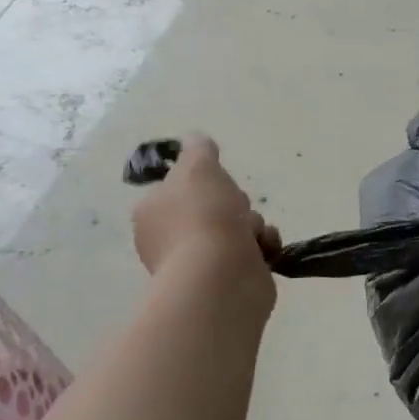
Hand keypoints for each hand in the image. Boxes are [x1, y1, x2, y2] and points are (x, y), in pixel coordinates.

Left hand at [131, 134, 280, 290]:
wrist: (222, 275)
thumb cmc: (203, 216)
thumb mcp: (198, 166)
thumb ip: (198, 148)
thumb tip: (196, 139)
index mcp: (152, 212)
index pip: (181, 187)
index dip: (205, 182)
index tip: (217, 183)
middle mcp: (169, 240)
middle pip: (213, 207)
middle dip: (235, 204)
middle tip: (236, 208)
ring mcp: (198, 263)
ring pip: (237, 228)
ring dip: (253, 225)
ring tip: (254, 234)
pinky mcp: (226, 280)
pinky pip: (251, 252)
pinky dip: (263, 246)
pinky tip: (265, 248)